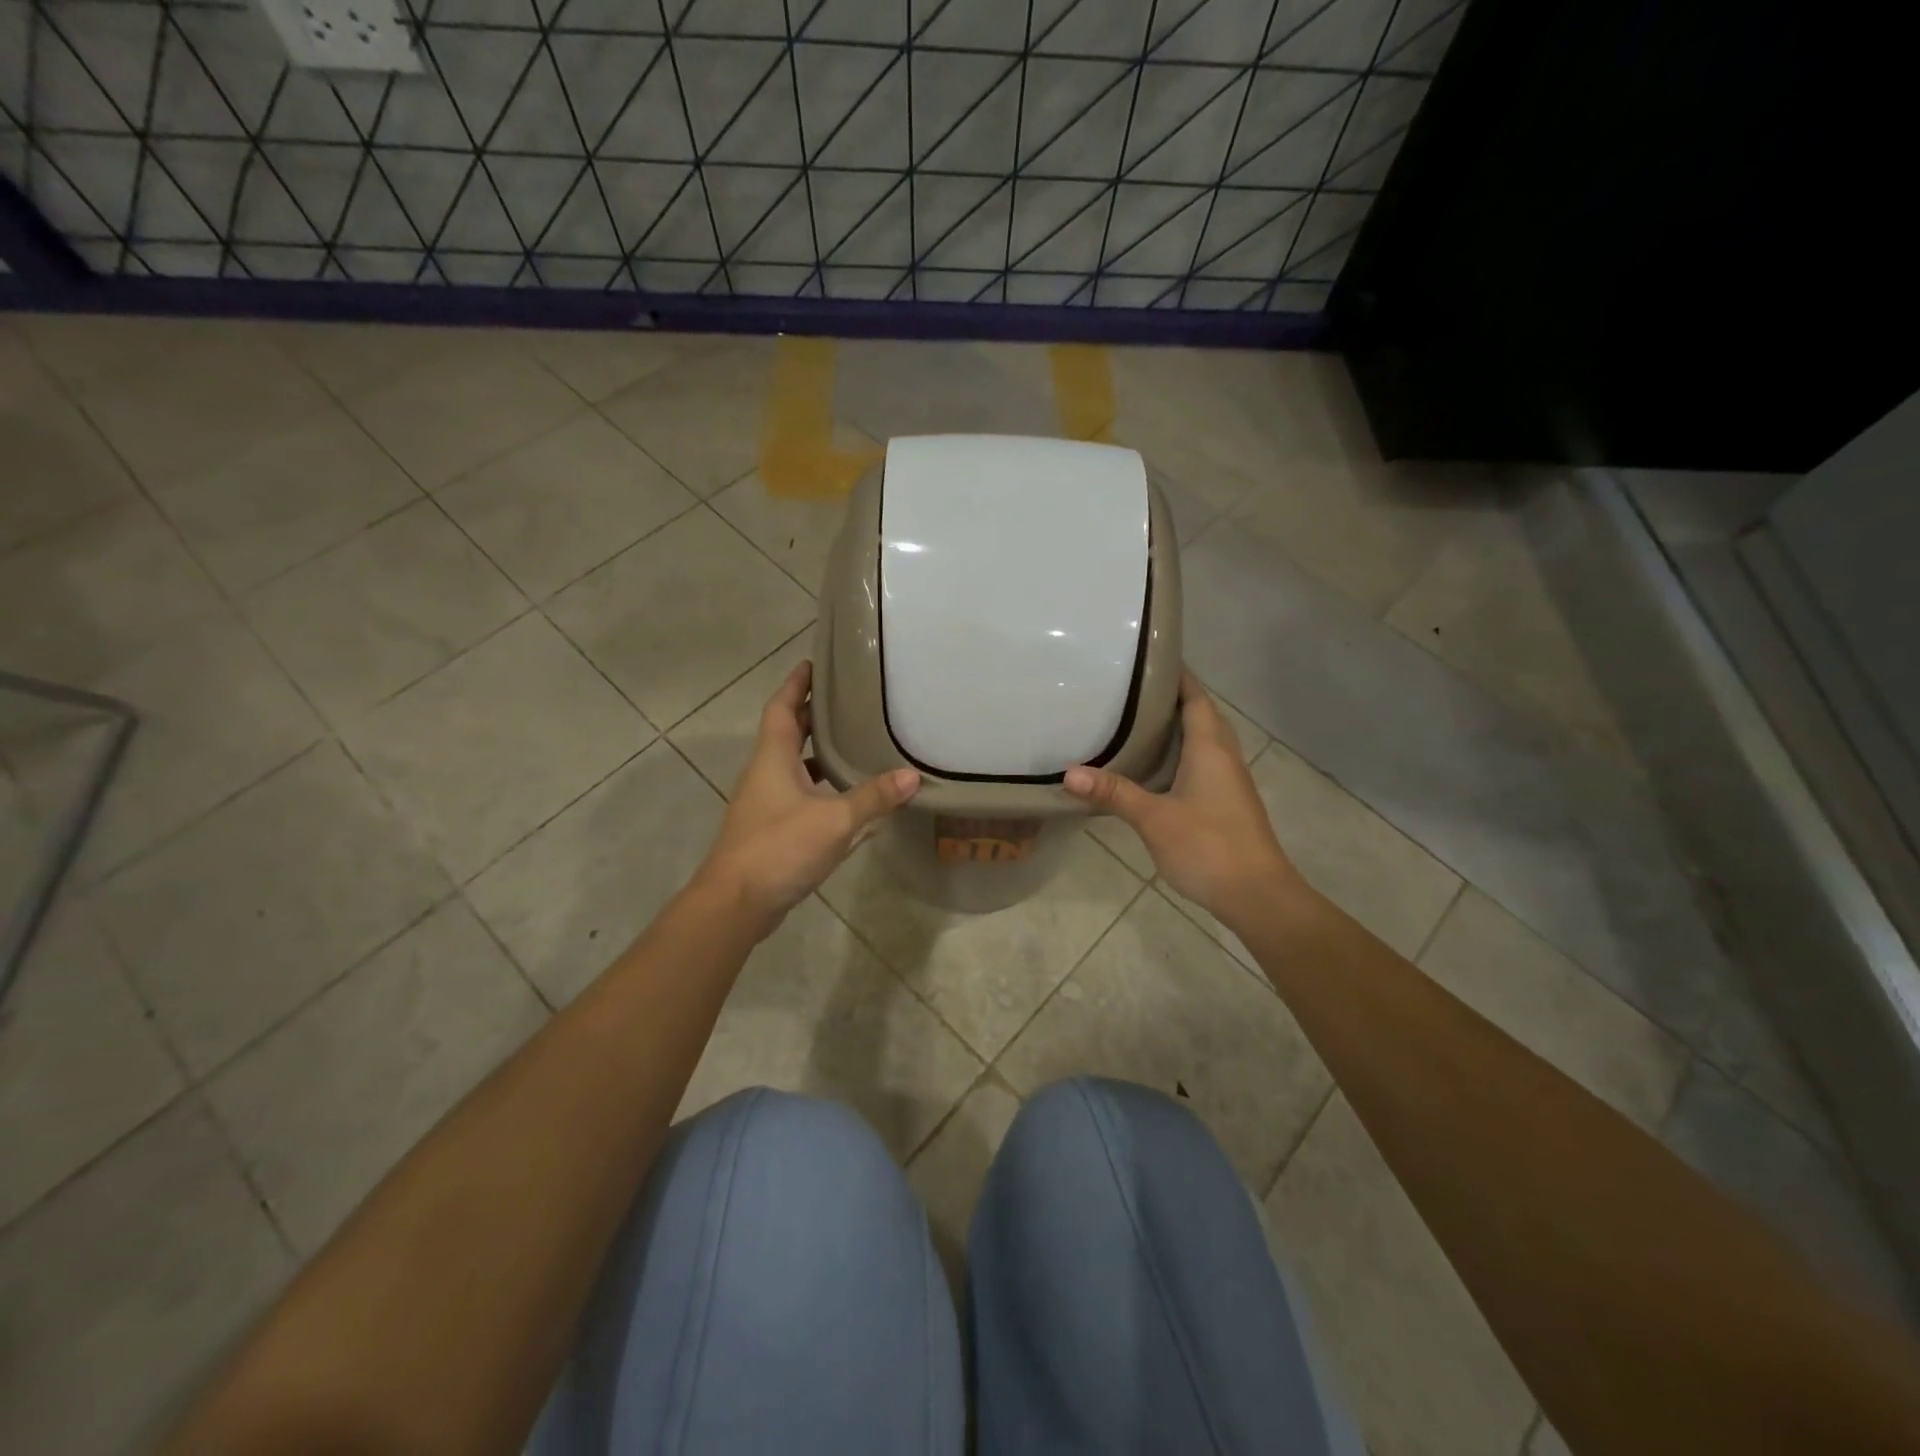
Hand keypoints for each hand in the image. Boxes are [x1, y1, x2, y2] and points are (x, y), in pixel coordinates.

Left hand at [695, 661, 919, 931]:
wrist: (735, 903)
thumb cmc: (780, 848)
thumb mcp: (835, 820)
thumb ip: (873, 797)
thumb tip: (912, 777)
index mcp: (772, 757)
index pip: (782, 707)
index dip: (796, 683)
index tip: (813, 663)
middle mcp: (764, 773)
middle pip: (787, 732)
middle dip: (812, 714)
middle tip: (847, 700)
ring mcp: (764, 802)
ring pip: (792, 764)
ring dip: (816, 752)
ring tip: (852, 742)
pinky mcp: (769, 828)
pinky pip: (796, 792)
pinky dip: (818, 785)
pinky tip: (844, 796)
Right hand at [1064, 670, 1304, 928]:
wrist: (1257, 895)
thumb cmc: (1208, 846)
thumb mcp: (1154, 818)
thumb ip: (1114, 793)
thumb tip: (1069, 773)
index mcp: (1210, 748)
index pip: (1196, 697)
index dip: (1176, 675)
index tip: (1146, 659)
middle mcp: (1224, 756)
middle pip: (1202, 714)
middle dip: (1172, 698)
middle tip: (1132, 690)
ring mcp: (1230, 781)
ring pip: (1205, 740)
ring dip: (1178, 727)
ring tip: (1138, 721)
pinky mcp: (1228, 802)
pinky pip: (1204, 763)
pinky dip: (1182, 754)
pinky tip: (1157, 767)